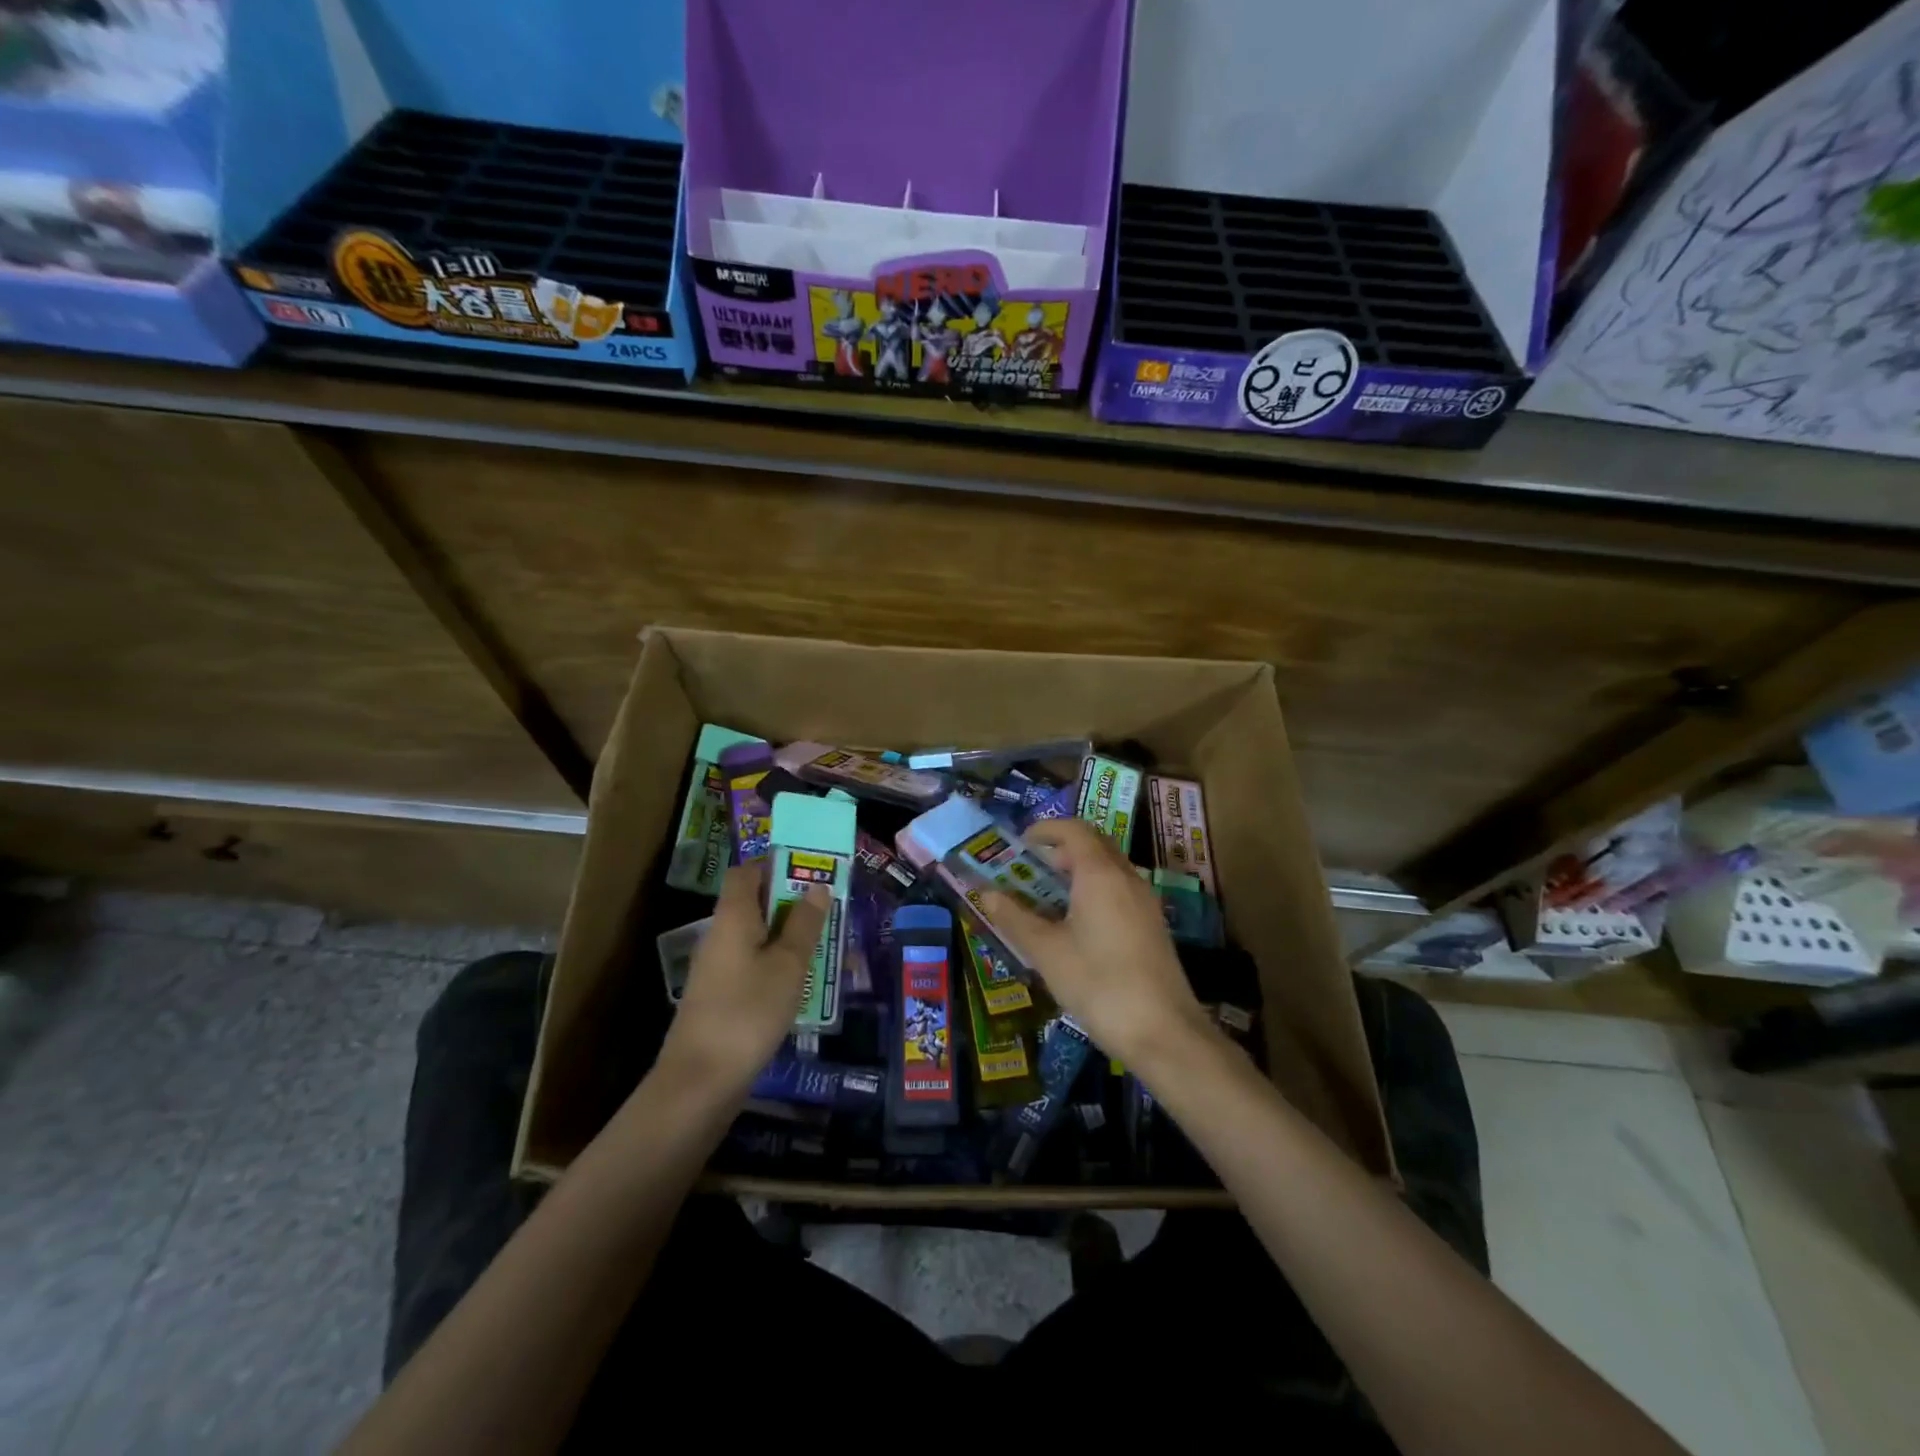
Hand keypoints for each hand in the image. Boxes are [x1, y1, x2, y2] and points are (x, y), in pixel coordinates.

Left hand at [659, 861, 828, 1095]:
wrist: (700, 1082)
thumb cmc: (748, 1012)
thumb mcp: (788, 965)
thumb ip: (804, 925)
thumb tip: (817, 887)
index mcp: (732, 917)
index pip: (746, 872)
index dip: (775, 865)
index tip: (810, 872)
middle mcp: (719, 936)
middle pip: (753, 903)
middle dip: (791, 903)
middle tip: (829, 910)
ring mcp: (716, 969)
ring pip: (756, 937)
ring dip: (787, 936)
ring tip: (825, 944)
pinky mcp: (720, 997)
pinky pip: (752, 965)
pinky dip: (776, 964)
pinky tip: (801, 982)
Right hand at [982, 819, 1212, 1070]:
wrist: (1164, 1032)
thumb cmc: (1098, 984)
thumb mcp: (1047, 952)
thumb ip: (1014, 918)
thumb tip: (986, 894)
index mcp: (1100, 874)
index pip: (1074, 830)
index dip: (1045, 830)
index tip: (1019, 843)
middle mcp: (1127, 878)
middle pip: (1094, 844)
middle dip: (1060, 850)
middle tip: (1029, 870)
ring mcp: (1144, 902)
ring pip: (1108, 869)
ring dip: (1077, 872)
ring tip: (1046, 899)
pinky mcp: (1152, 926)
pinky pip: (1119, 891)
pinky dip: (1093, 892)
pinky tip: (1075, 926)